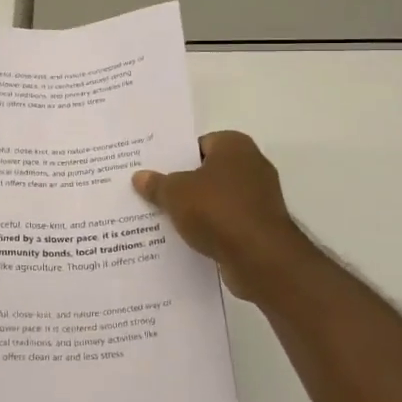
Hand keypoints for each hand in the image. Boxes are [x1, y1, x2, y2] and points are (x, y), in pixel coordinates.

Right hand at [133, 131, 315, 301]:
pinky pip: (228, 221)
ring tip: (165, 217)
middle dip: (184, 183)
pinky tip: (188, 238)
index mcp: (235, 146)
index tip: (155, 171)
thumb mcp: (175, 193)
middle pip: (209, 171)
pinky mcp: (261, 226)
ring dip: (197, 208)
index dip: (176, 157)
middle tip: (154, 192)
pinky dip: (211, 228)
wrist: (260, 257)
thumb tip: (139, 176)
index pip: (200, 144)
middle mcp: (252, 165)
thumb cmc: (217, 210)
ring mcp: (260, 198)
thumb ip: (157, 184)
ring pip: (218, 198)